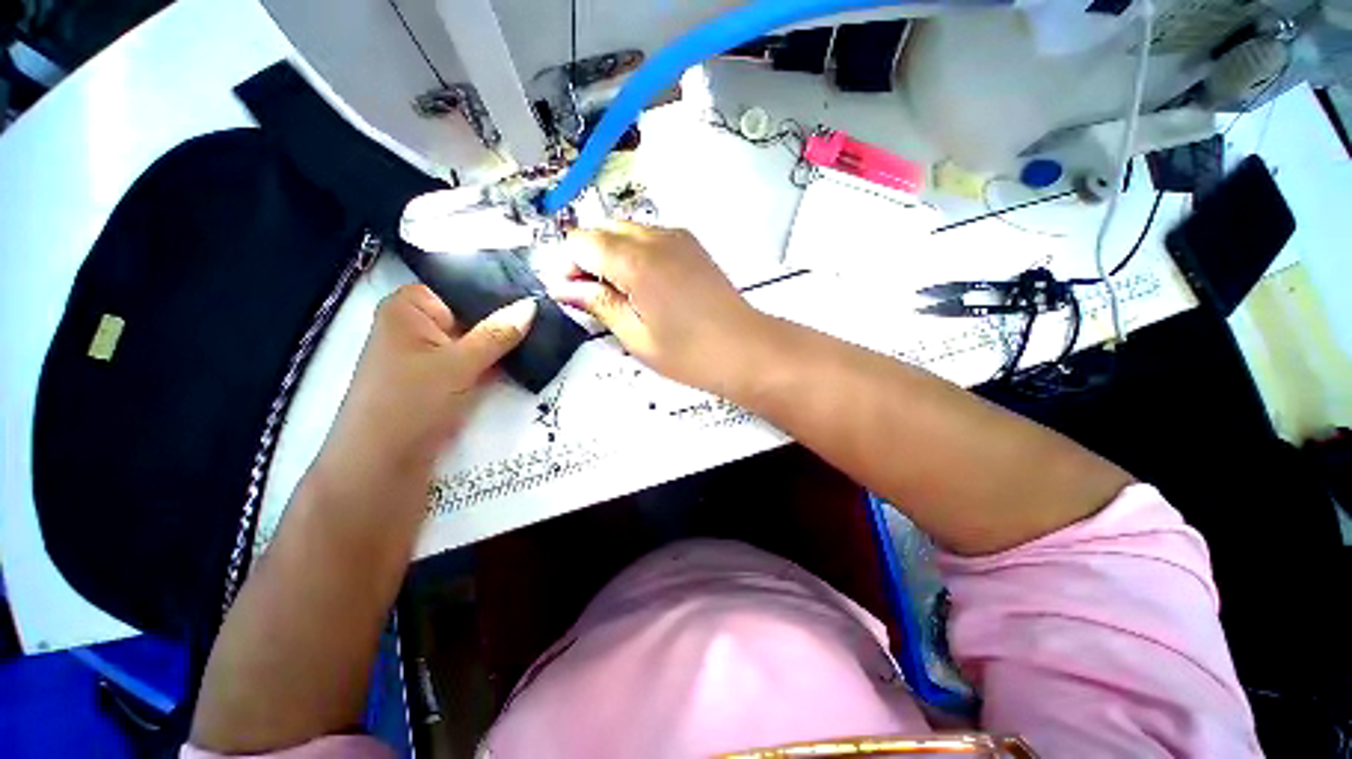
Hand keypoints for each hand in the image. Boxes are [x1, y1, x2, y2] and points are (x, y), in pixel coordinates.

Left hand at [316, 285, 535, 489]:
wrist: (384, 465)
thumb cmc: (410, 403)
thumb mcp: (458, 365)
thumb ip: (498, 333)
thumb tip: (532, 305)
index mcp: (410, 307)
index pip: (463, 286)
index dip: (500, 290)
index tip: (537, 292)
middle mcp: (419, 325)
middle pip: (473, 314)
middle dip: (508, 319)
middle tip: (549, 313)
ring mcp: (433, 353)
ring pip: (478, 339)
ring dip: (506, 342)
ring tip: (547, 332)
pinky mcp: (444, 377)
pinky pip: (477, 360)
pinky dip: (498, 361)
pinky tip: (529, 356)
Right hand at [549, 222, 764, 392]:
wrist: (745, 348)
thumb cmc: (689, 353)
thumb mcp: (636, 336)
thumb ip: (598, 304)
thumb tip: (562, 287)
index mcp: (635, 261)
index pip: (580, 241)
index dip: (569, 266)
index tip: (574, 295)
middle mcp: (655, 237)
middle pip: (602, 230)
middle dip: (589, 259)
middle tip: (597, 299)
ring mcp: (677, 237)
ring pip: (626, 231)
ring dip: (613, 256)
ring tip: (625, 296)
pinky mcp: (692, 245)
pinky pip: (650, 238)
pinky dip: (637, 255)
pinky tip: (649, 287)